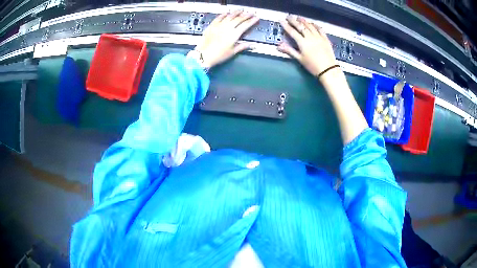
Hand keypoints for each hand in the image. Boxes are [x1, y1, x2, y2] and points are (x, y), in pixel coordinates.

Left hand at [194, 10, 258, 67]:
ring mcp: (219, 26)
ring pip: (229, 16)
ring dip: (236, 12)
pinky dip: (224, 14)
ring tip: (240, 10)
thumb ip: (242, 46)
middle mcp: (227, 28)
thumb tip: (252, 45)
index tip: (256, 18)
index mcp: (234, 34)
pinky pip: (219, 17)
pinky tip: (226, 13)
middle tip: (251, 13)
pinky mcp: (212, 26)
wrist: (203, 55)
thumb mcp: (232, 52)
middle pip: (239, 18)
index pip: (245, 25)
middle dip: (246, 15)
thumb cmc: (218, 55)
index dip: (252, 20)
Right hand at [278, 15, 337, 77]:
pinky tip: (313, 24)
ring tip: (299, 18)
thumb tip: (278, 46)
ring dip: (304, 21)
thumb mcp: (300, 59)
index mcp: (302, 42)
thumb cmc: (312, 66)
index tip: (281, 20)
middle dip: (294, 21)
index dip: (286, 25)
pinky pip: (320, 29)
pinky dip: (315, 25)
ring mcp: (318, 36)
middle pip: (301, 26)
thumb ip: (289, 50)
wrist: (328, 69)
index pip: (292, 31)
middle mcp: (310, 37)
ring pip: (310, 26)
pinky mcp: (325, 38)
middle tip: (289, 17)